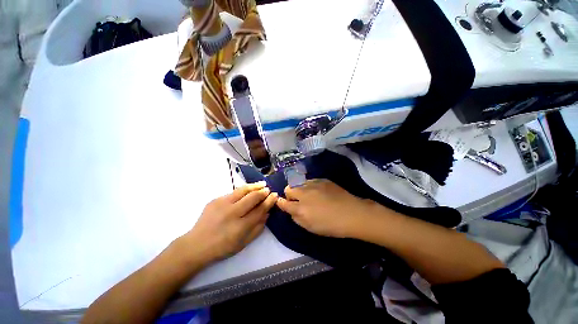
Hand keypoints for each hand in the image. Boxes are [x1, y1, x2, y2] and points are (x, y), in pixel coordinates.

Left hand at [182, 181, 277, 263]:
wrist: (196, 245)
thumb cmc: (222, 247)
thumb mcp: (244, 243)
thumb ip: (258, 228)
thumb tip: (267, 213)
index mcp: (240, 226)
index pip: (260, 209)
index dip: (269, 201)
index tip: (275, 195)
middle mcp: (232, 213)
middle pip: (252, 197)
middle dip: (263, 192)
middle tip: (268, 189)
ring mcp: (222, 204)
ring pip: (243, 190)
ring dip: (254, 186)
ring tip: (262, 184)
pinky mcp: (215, 200)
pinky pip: (233, 192)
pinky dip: (244, 189)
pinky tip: (248, 189)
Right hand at [276, 179, 378, 237]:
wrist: (352, 213)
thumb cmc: (331, 225)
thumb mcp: (310, 227)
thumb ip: (296, 218)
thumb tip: (290, 209)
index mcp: (300, 208)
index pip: (283, 202)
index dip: (280, 202)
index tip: (281, 202)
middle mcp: (304, 193)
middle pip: (288, 188)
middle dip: (289, 194)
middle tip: (297, 200)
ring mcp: (313, 184)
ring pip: (299, 183)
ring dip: (300, 189)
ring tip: (308, 195)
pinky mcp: (322, 179)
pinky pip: (310, 180)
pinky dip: (310, 185)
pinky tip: (318, 191)